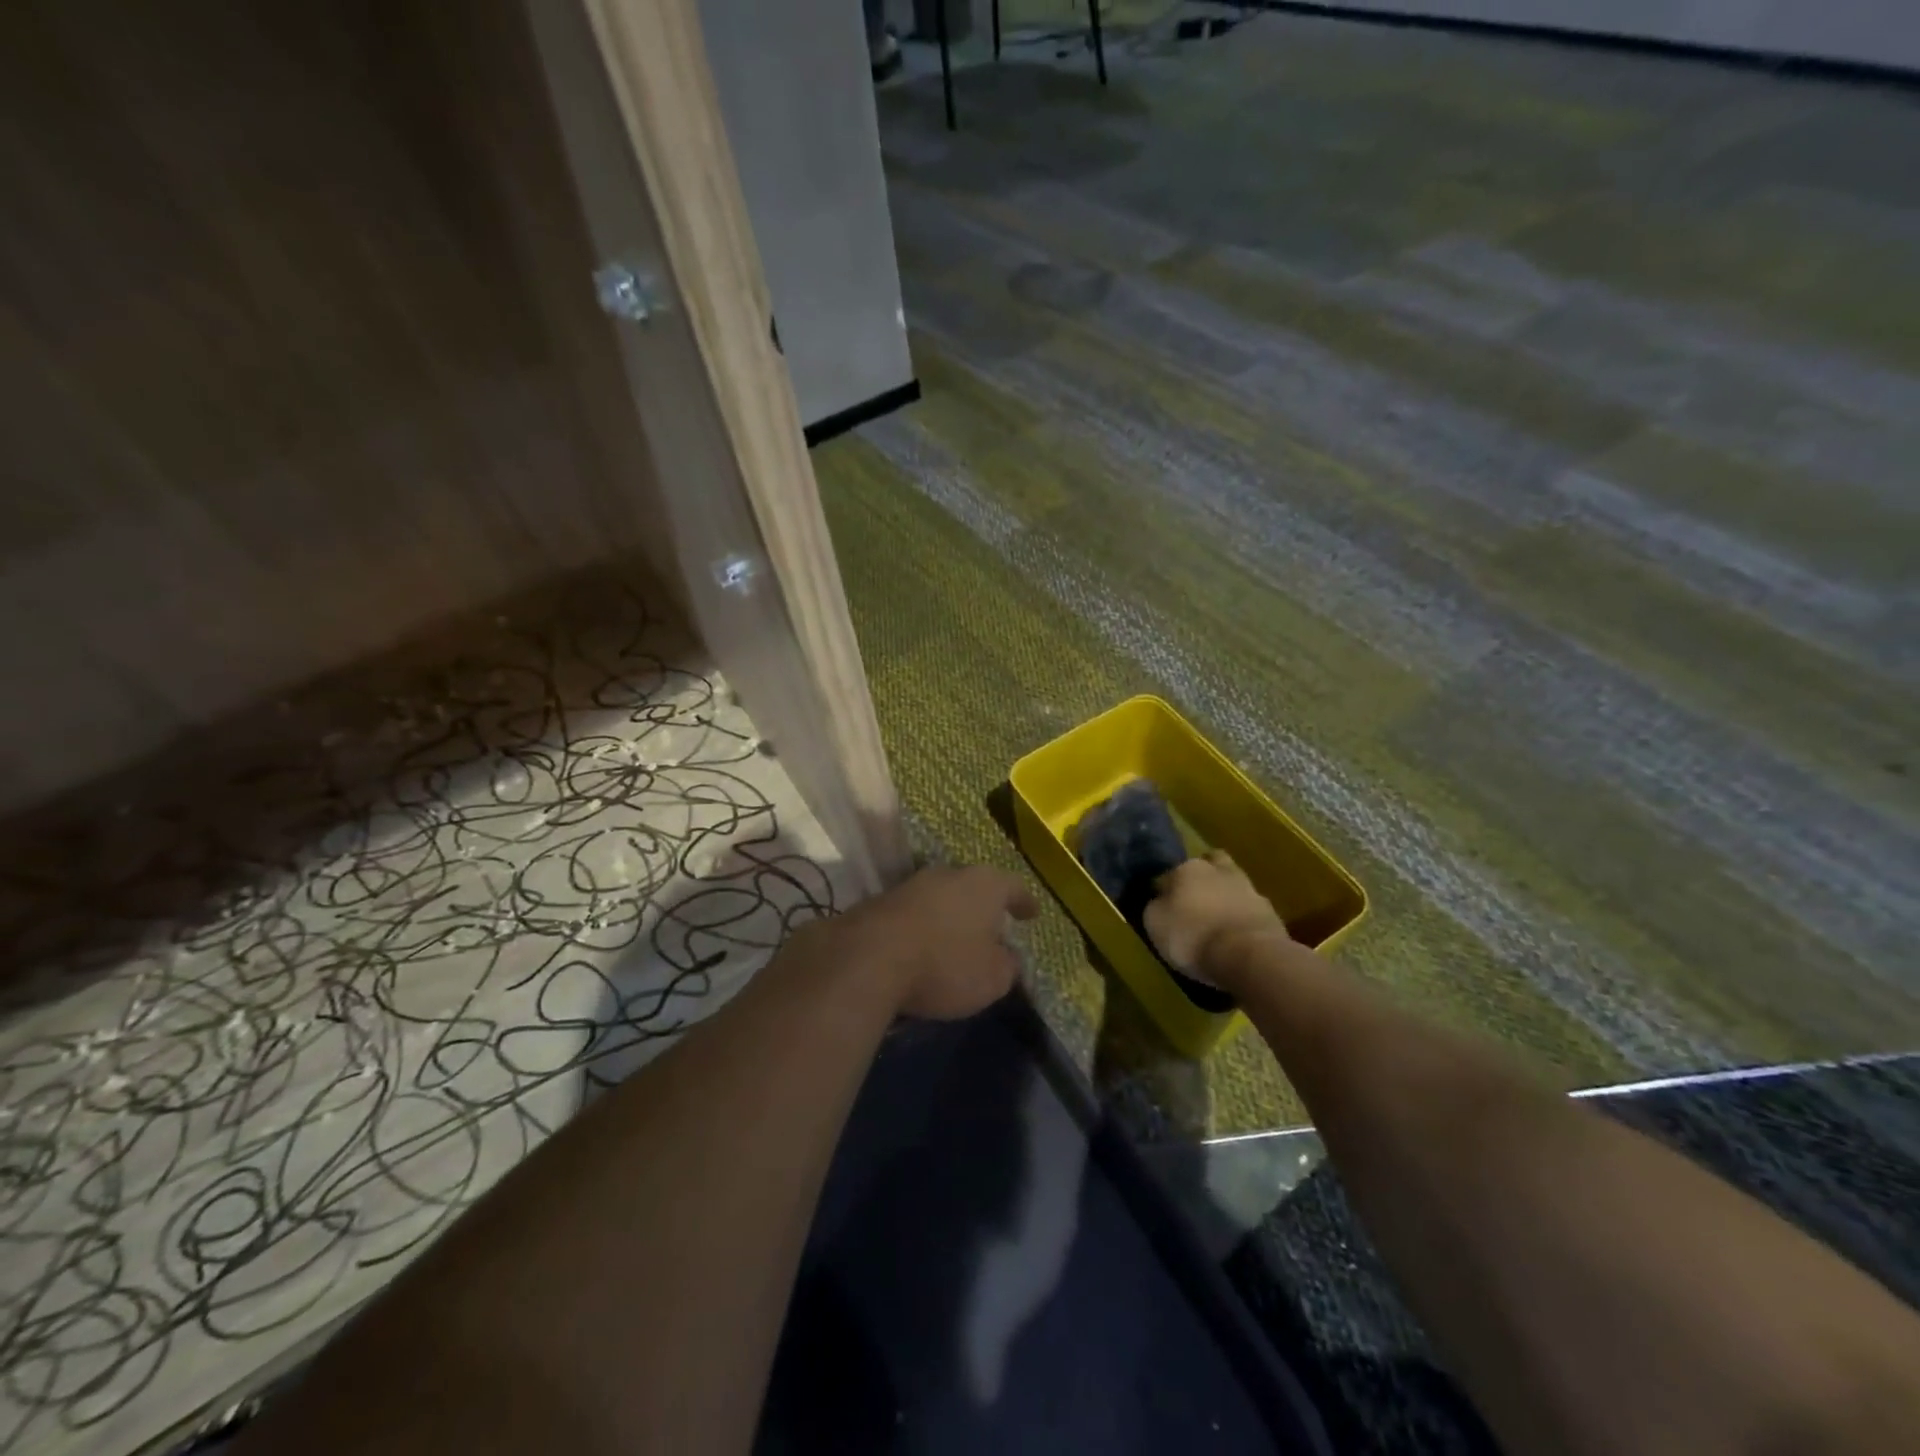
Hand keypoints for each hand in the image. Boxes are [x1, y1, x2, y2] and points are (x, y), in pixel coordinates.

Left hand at [831, 865, 1039, 1020]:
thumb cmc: (945, 964)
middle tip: (993, 927)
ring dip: (951, 915)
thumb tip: (1007, 958)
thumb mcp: (992, 978)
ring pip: (942, 897)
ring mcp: (912, 884)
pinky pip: (915, 913)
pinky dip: (924, 926)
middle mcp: (949, 874)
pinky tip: (923, 946)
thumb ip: (1007, 966)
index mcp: (985, 884)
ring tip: (957, 938)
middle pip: (974, 887)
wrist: (869, 957)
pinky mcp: (881, 901)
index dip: (1024, 901)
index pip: (1013, 887)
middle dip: (984, 907)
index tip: (1031, 913)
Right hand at [1144, 850, 1288, 986]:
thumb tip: (1159, 900)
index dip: (1165, 890)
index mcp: (1188, 868)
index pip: (1170, 873)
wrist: (1249, 956)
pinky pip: (1249, 909)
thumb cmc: (1192, 936)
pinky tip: (1236, 936)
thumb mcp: (1155, 924)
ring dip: (1225, 898)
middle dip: (1202, 879)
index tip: (1163, 907)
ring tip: (1217, 922)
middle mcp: (1220, 871)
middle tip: (1194, 902)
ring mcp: (1249, 889)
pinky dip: (1242, 918)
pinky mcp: (1271, 913)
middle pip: (1209, 866)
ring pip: (1233, 885)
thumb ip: (1155, 907)